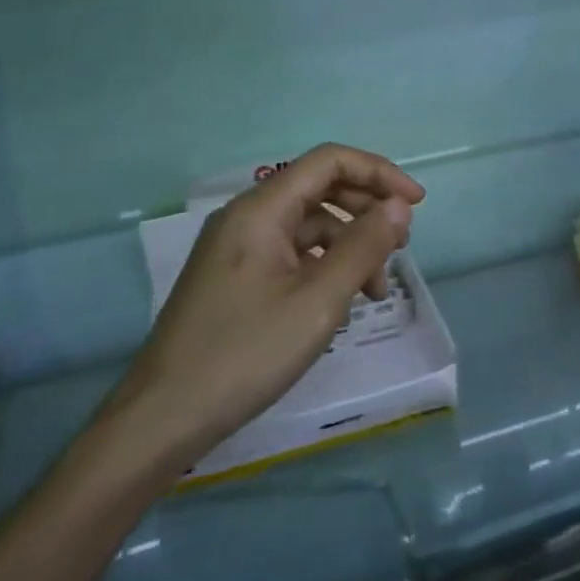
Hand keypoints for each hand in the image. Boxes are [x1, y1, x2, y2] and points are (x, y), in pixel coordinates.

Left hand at [94, 144, 425, 480]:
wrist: (162, 419)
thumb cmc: (245, 353)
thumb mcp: (318, 301)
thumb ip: (363, 247)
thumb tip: (399, 206)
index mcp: (261, 208)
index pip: (330, 161)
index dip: (379, 173)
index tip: (417, 204)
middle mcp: (247, 216)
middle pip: (320, 188)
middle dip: (366, 210)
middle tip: (401, 246)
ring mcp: (238, 247)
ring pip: (309, 225)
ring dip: (349, 245)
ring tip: (376, 290)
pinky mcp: (236, 276)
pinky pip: (291, 253)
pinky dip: (324, 266)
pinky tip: (340, 302)